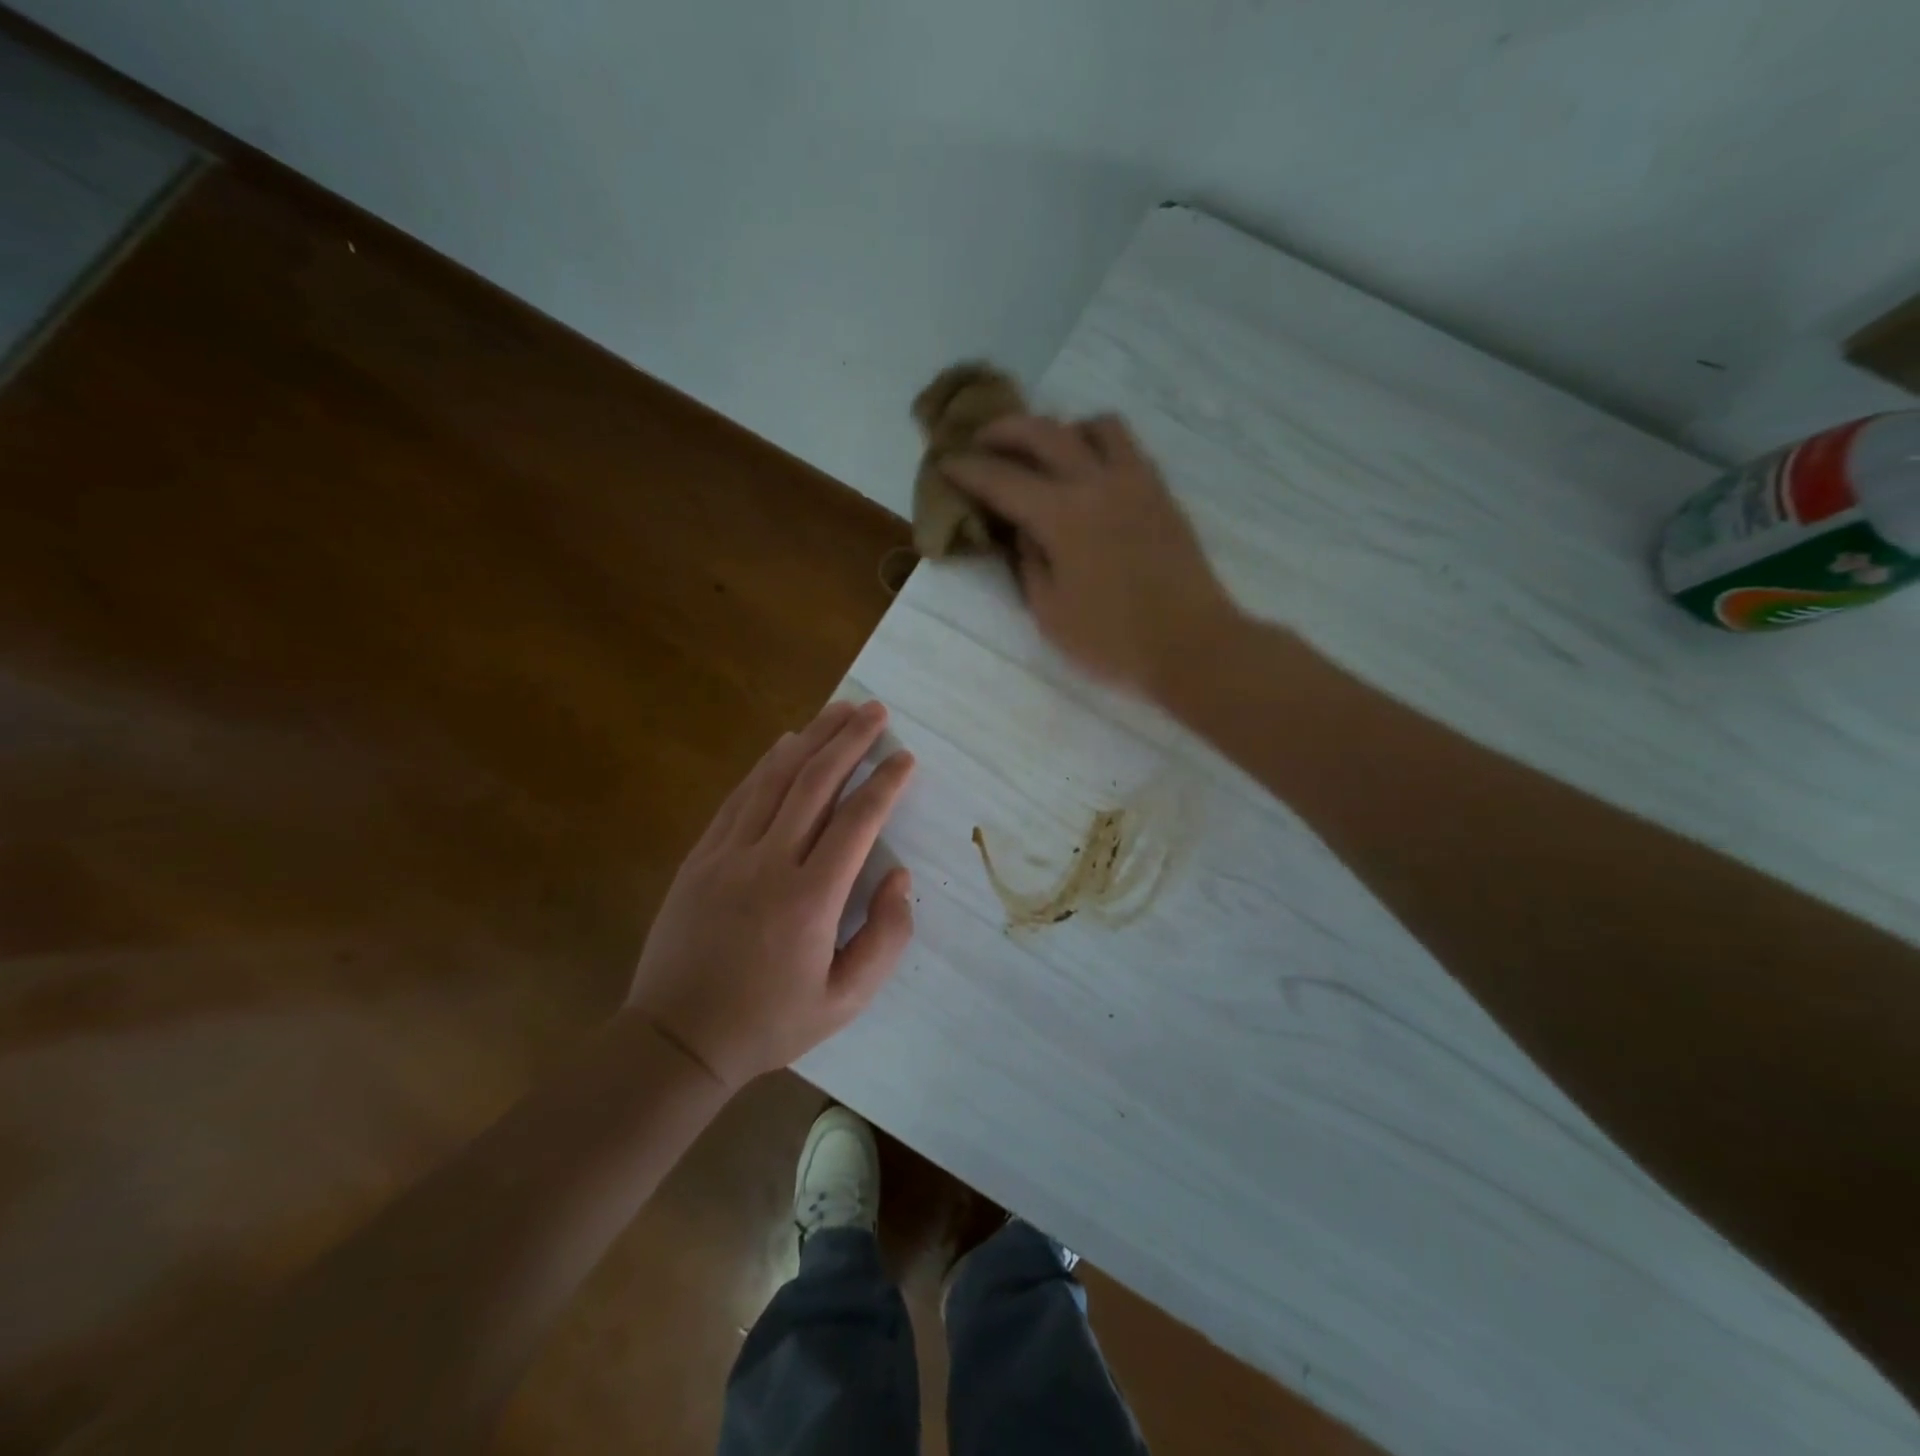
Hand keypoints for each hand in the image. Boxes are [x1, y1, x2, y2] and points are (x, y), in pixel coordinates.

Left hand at [628, 700, 914, 1088]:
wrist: (678, 1038)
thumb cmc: (770, 1023)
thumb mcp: (845, 1000)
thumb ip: (885, 937)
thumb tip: (898, 876)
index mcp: (810, 899)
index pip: (856, 822)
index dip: (885, 783)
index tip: (905, 757)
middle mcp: (769, 863)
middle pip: (815, 783)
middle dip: (850, 740)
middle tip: (876, 710)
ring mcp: (728, 854)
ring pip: (775, 779)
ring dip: (811, 738)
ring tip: (839, 709)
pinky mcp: (701, 856)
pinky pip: (739, 797)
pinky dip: (767, 764)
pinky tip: (785, 743)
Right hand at [941, 414, 1240, 697]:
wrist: (1192, 645)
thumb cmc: (1112, 640)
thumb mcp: (1049, 612)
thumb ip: (1029, 562)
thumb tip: (1024, 530)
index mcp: (1062, 515)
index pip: (1002, 479)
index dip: (968, 469)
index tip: (946, 463)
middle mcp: (1098, 482)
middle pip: (1045, 432)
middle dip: (1005, 430)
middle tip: (983, 441)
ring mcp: (1136, 482)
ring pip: (1095, 425)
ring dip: (1061, 429)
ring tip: (1045, 453)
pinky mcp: (1161, 494)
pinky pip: (1126, 447)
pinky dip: (1097, 445)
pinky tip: (1088, 474)